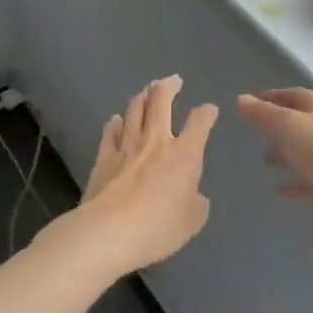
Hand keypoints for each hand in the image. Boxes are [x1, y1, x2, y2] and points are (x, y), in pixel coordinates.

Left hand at [47, 76, 219, 274]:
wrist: (109, 232)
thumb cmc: (159, 227)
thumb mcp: (192, 221)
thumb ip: (197, 203)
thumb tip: (195, 195)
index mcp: (185, 154)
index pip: (200, 122)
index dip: (207, 113)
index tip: (210, 110)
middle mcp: (156, 141)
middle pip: (161, 102)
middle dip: (168, 87)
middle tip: (173, 80)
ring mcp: (127, 146)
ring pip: (134, 110)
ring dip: (142, 97)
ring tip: (146, 92)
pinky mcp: (103, 157)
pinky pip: (110, 131)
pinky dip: (116, 122)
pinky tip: (116, 119)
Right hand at [237, 88, 312, 235]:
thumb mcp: (287, 125)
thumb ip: (263, 113)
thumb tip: (242, 99)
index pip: (290, 95)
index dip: (269, 97)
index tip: (248, 103)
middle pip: (298, 121)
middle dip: (276, 126)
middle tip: (254, 133)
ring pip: (304, 149)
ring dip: (285, 153)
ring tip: (264, 161)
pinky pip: (310, 177)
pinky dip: (294, 181)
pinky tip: (279, 189)